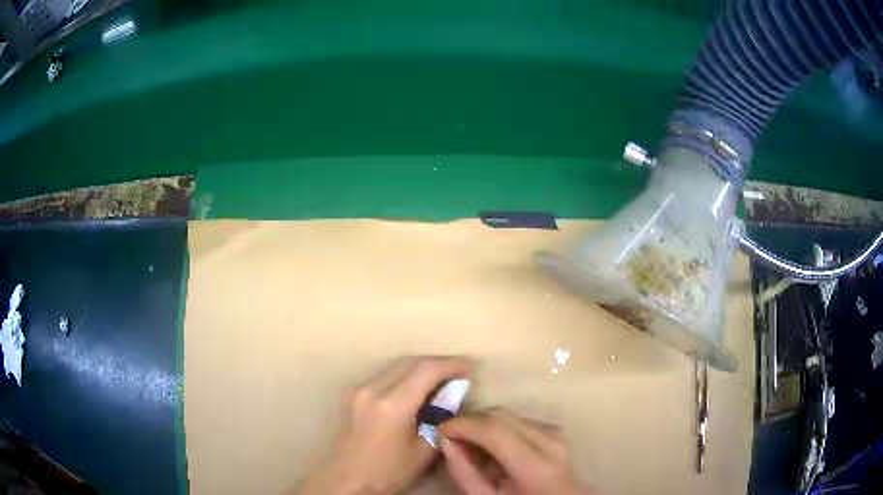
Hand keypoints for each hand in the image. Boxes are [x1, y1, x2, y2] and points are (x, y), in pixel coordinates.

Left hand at [296, 356, 472, 494]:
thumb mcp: (424, 451)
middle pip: (411, 361)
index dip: (452, 364)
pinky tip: (416, 388)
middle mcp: (373, 389)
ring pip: (396, 365)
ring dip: (421, 367)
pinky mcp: (353, 393)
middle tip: (459, 372)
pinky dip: (405, 375)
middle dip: (438, 362)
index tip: (471, 368)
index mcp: (392, 405)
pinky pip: (384, 375)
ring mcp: (359, 388)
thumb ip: (441, 419)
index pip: (427, 370)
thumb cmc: (388, 471)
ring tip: (441, 378)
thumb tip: (453, 395)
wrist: (347, 479)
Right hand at [439, 409, 591, 494]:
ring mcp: (556, 435)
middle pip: (502, 415)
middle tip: (450, 437)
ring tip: (469, 445)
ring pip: (510, 415)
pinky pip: (520, 420)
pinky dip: (499, 428)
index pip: (494, 430)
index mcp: (536, 467)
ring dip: (484, 424)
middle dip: (471, 422)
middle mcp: (551, 442)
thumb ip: (465, 474)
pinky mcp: (556, 433)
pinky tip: (491, 447)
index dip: (463, 425)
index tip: (439, 430)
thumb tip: (446, 442)